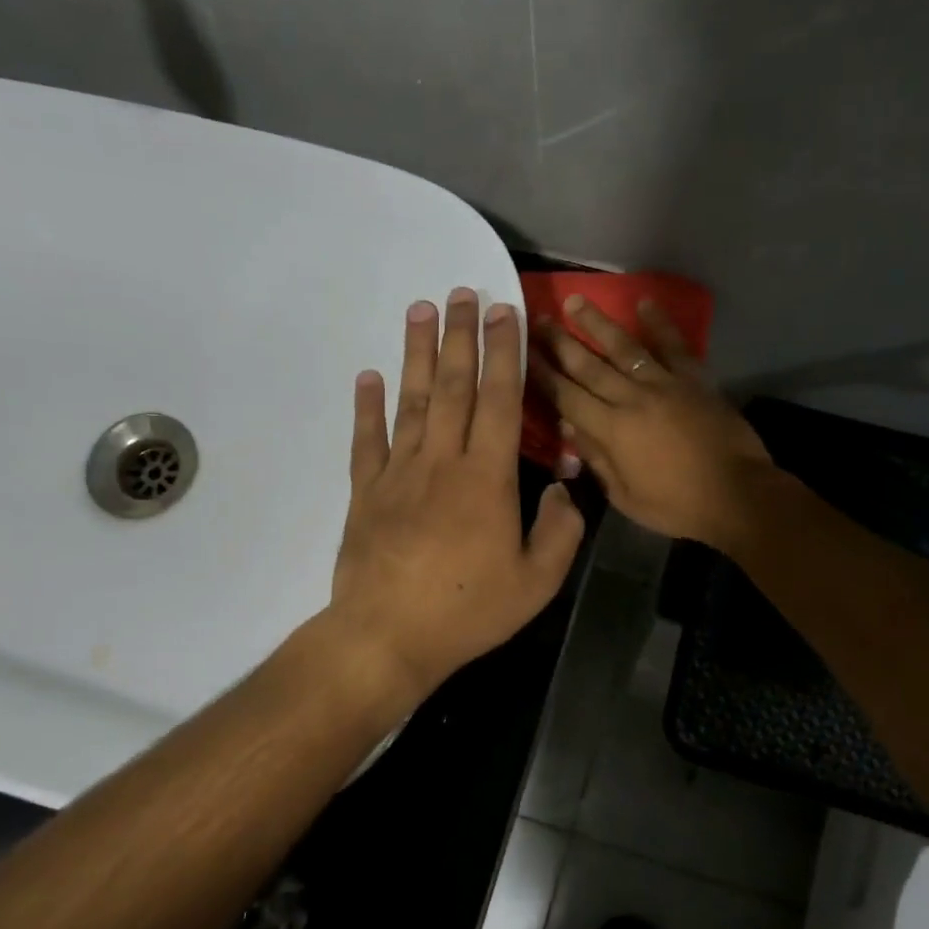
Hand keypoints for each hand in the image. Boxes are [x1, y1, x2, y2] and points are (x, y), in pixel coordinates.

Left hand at [328, 288, 583, 706]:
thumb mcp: (537, 583)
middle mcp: (442, 462)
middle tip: (462, 292)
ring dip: (417, 354)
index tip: (504, 312)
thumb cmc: (468, 610)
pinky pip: (367, 440)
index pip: (499, 401)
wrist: (388, 636)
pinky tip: (369, 376)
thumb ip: (560, 531)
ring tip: (420, 310)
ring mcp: (398, 474)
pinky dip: (367, 406)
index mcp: (487, 479)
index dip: (504, 354)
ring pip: (411, 402)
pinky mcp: (365, 492)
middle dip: (461, 337)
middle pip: (453, 387)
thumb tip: (563, 488)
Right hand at [531, 295, 773, 547]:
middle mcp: (632, 398)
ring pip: (625, 348)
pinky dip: (659, 324)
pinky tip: (643, 303)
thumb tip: (569, 427)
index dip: (543, 375)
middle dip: (560, 342)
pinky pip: (674, 346)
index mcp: (612, 430)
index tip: (522, 354)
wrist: (737, 494)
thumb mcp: (625, 496)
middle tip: (537, 319)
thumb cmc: (676, 505)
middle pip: (589, 365)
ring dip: (598, 324)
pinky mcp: (694, 380)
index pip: (567, 397)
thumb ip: (597, 460)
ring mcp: (665, 384)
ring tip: (575, 301)